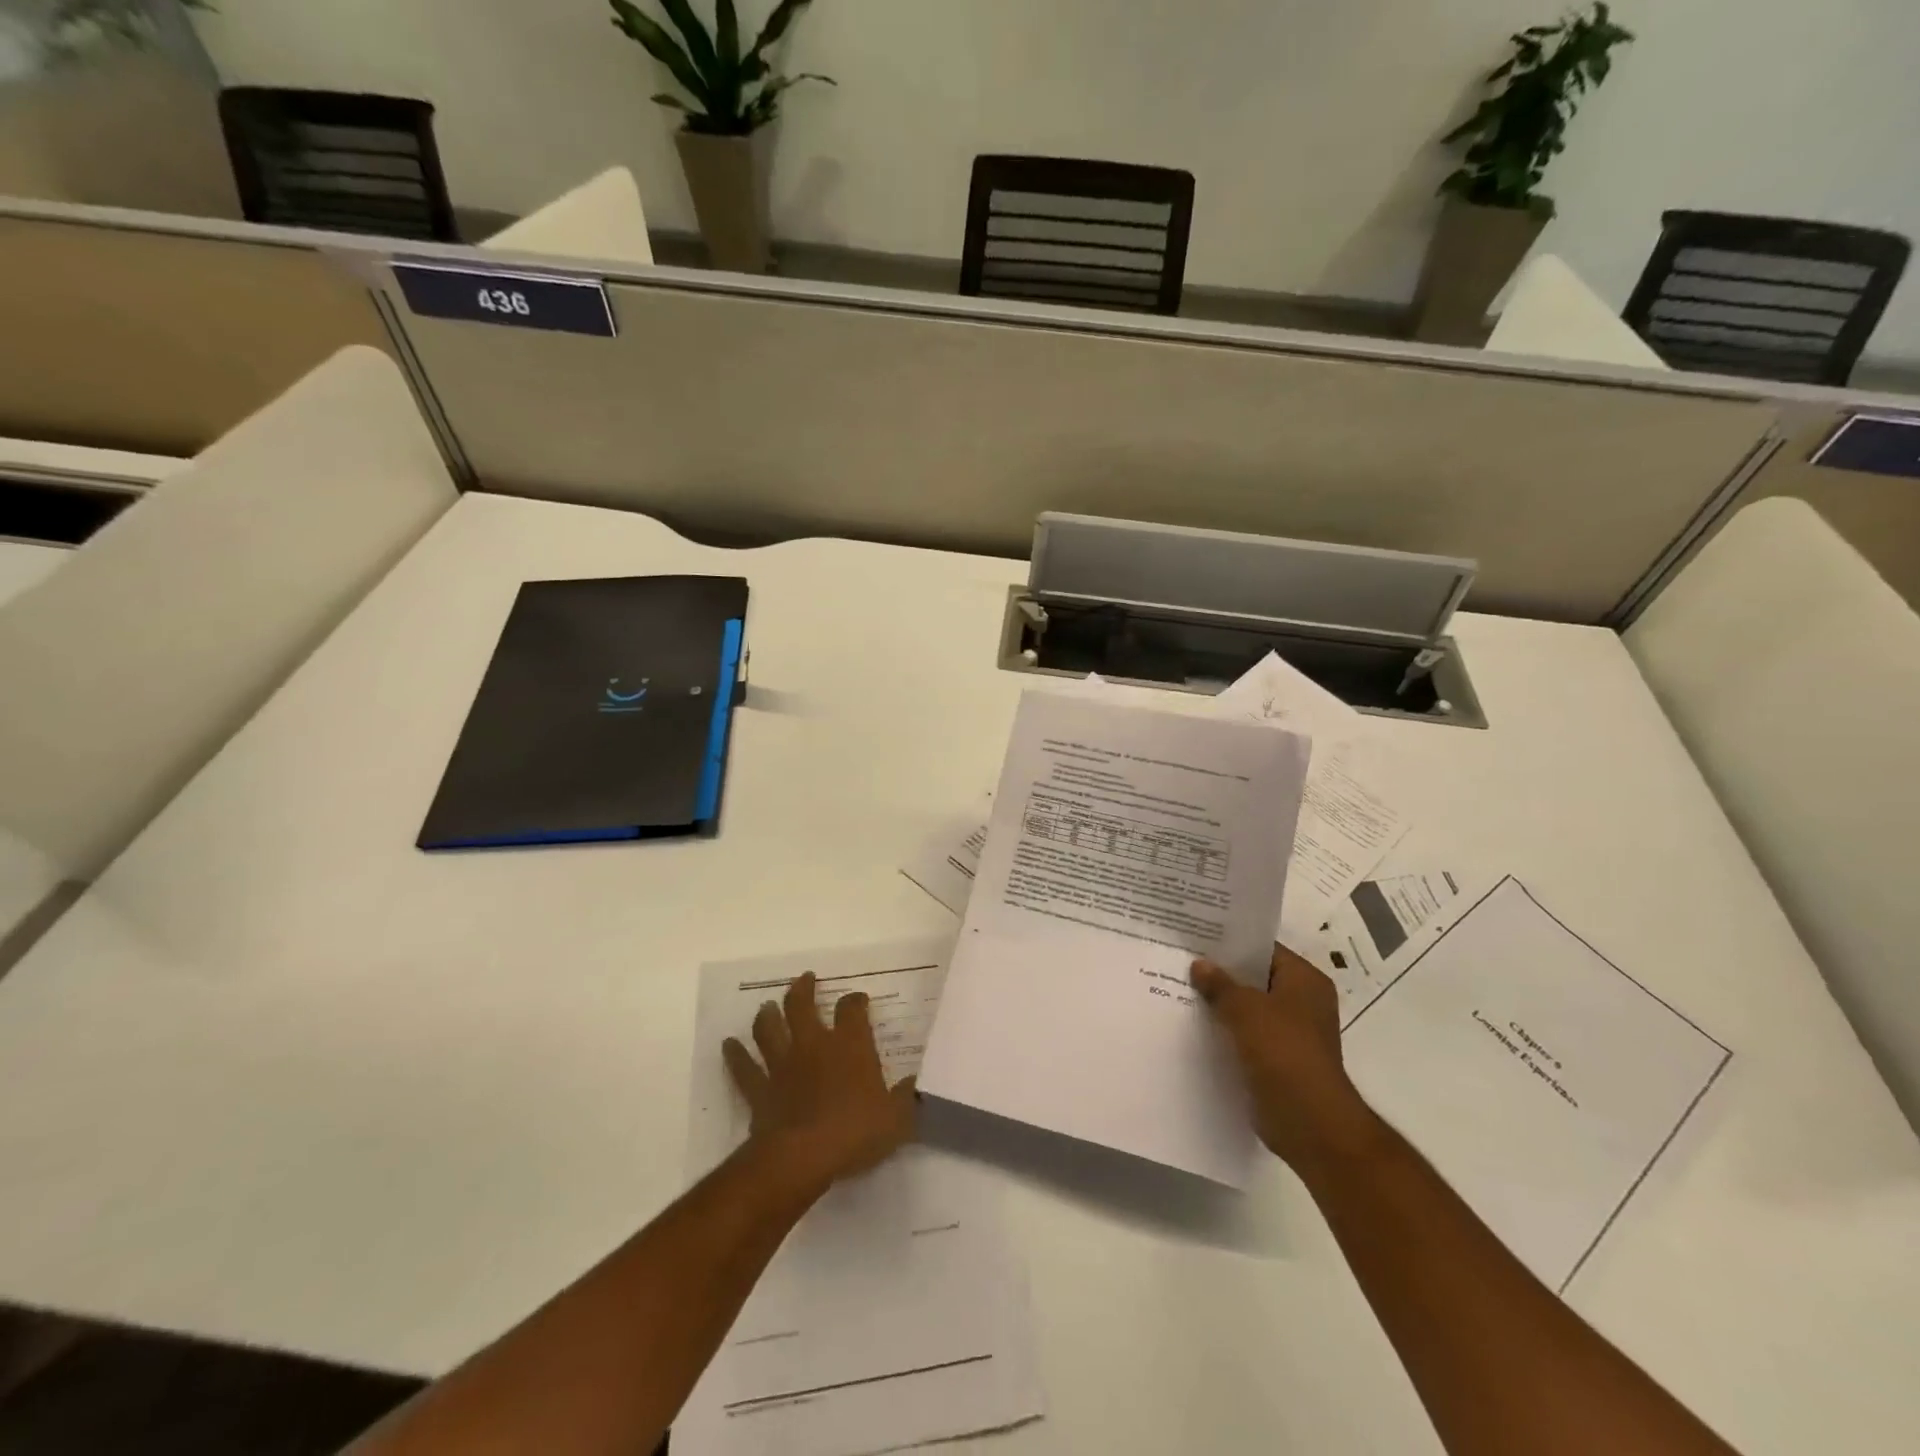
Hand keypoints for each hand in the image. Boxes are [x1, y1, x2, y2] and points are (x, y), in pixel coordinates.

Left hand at [723, 972, 918, 1191]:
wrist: (803, 1157)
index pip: (852, 1009)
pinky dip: (735, 1055)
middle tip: (805, 979)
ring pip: (769, 1029)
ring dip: (767, 1015)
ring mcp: (782, 1065)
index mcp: (849, 1045)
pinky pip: (744, 1068)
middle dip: (803, 989)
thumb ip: (906, 1098)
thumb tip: (915, 1084)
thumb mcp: (896, 1118)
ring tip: (767, 1006)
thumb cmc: (855, 1132)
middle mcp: (813, 1045)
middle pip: (802, 1006)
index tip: (858, 999)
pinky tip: (728, 1045)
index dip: (855, 1001)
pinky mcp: (760, 1089)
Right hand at [1192, 945, 1379, 1172]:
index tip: (1197, 936)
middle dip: (1222, 974)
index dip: (1232, 943)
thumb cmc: (1283, 1052)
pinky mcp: (1279, 1061)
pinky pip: (1247, 1036)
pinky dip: (1226, 1031)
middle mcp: (1303, 1002)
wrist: (1308, 1122)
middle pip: (1256, 979)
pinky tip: (1194, 1025)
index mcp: (1305, 981)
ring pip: (1249, 1009)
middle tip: (1182, 960)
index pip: (1265, 949)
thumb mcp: (1245, 1009)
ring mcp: (1292, 1034)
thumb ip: (1220, 984)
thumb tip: (1200, 964)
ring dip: (1222, 1004)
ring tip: (1180, 989)